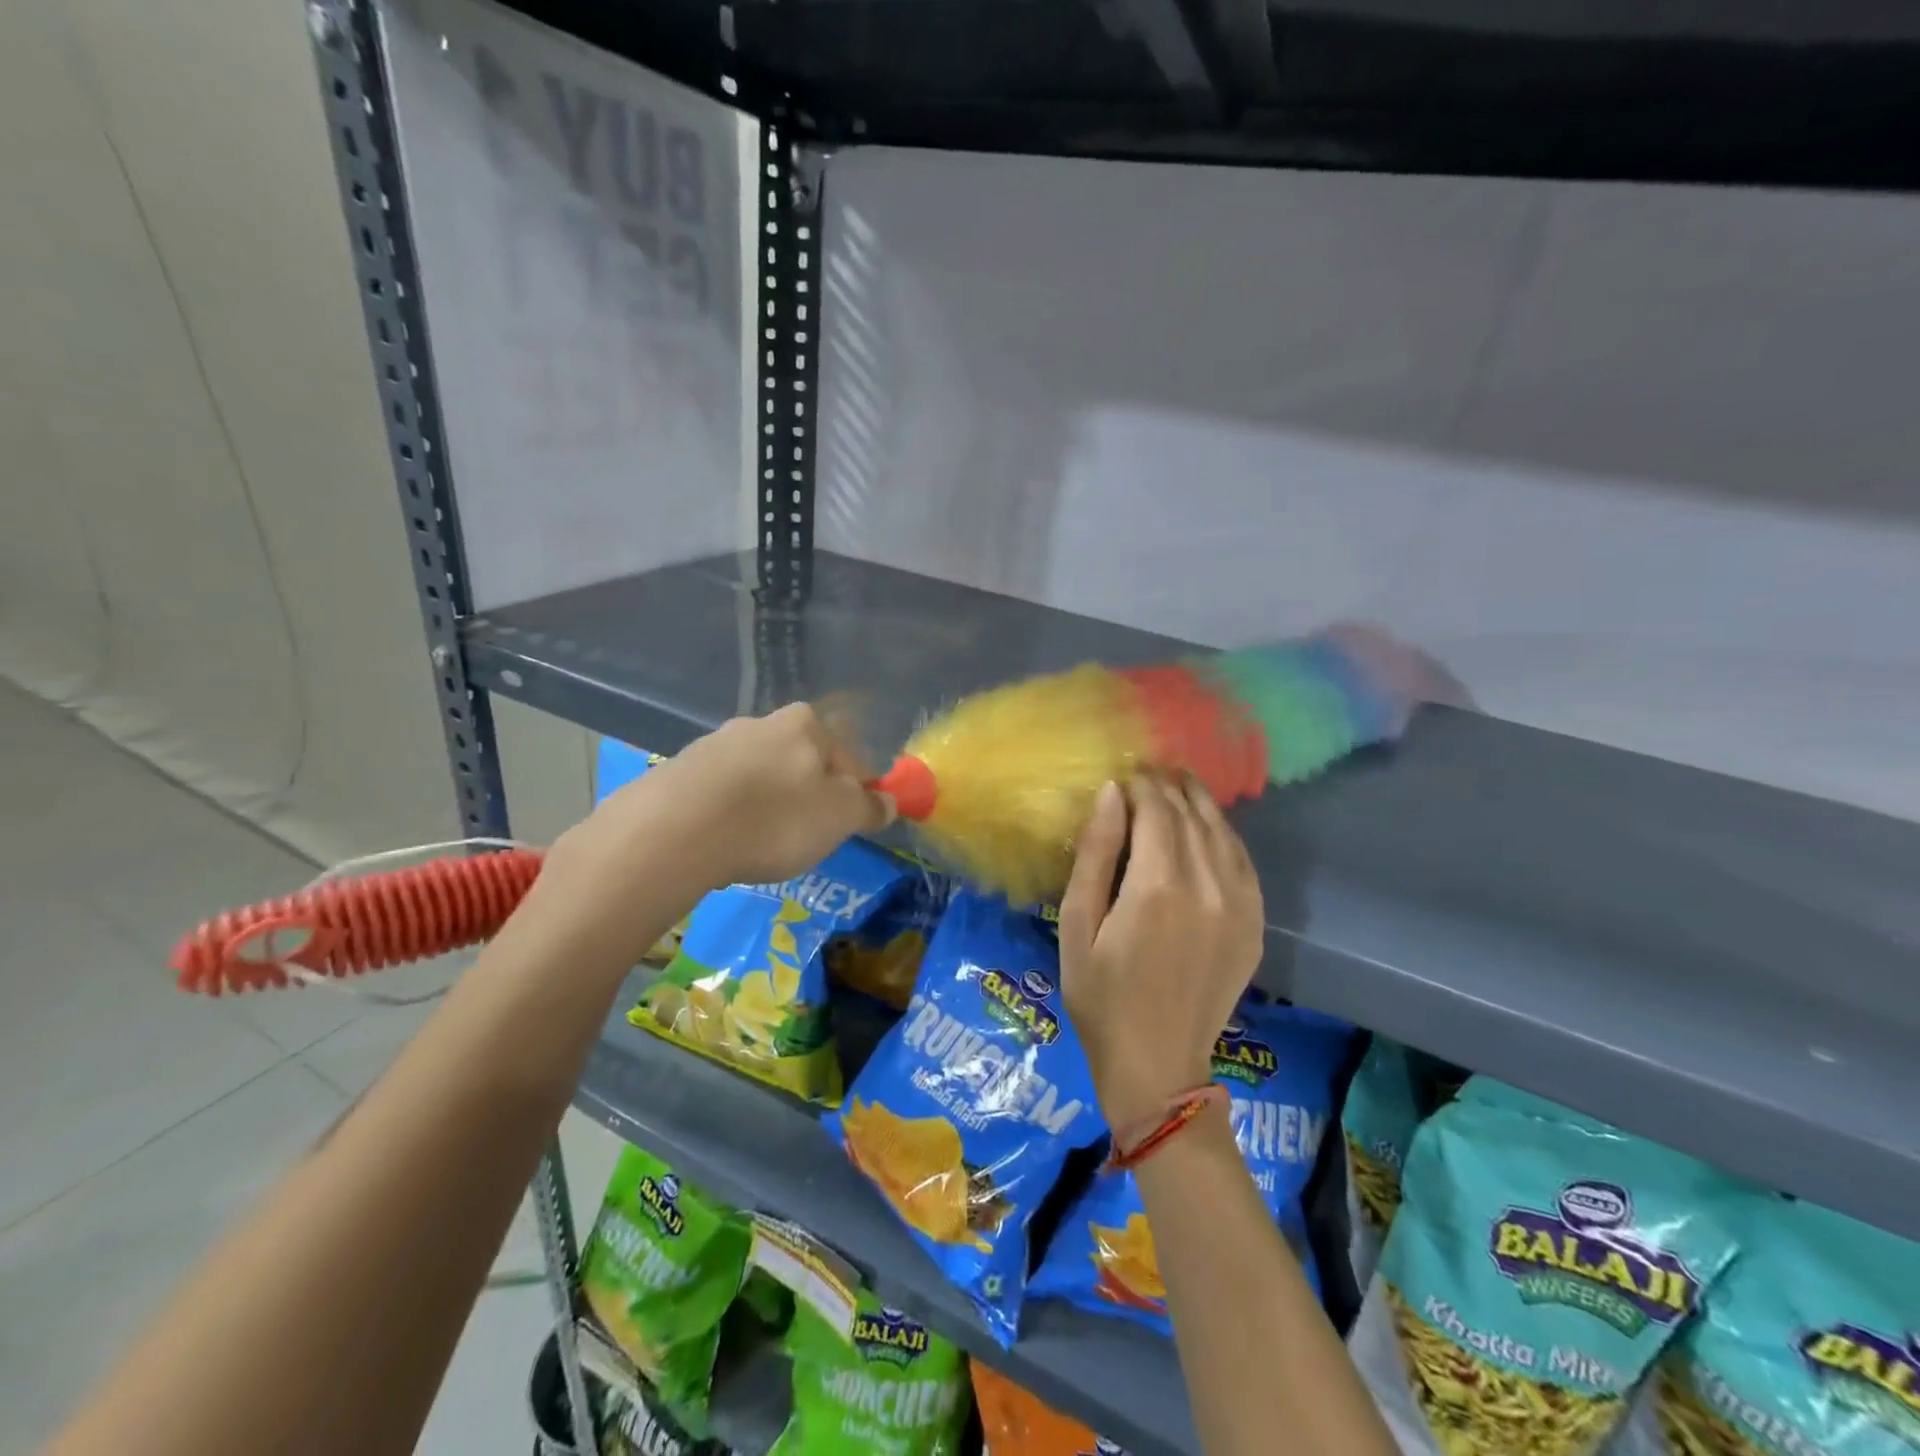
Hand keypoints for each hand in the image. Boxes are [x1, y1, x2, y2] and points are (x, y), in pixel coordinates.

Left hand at [544, 704, 893, 924]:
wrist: (675, 831)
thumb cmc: (775, 819)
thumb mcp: (841, 817)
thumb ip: (870, 807)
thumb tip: (888, 802)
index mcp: (806, 724)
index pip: (850, 758)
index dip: (858, 794)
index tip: (852, 826)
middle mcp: (761, 722)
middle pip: (803, 764)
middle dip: (810, 797)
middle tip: (807, 837)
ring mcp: (716, 743)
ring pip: (762, 777)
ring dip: (769, 805)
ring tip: (761, 846)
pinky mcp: (681, 770)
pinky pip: (723, 793)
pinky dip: (732, 814)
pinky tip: (726, 842)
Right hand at [1058, 774, 1265, 1131]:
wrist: (1157, 1065)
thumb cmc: (1100, 996)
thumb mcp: (1076, 925)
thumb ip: (1095, 855)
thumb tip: (1110, 794)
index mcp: (1157, 886)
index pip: (1156, 809)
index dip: (1140, 784)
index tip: (1124, 773)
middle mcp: (1206, 886)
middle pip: (1190, 814)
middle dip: (1167, 786)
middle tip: (1147, 771)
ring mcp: (1239, 905)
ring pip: (1221, 832)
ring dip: (1198, 802)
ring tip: (1178, 783)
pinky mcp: (1254, 924)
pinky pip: (1243, 862)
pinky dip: (1224, 835)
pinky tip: (1209, 826)